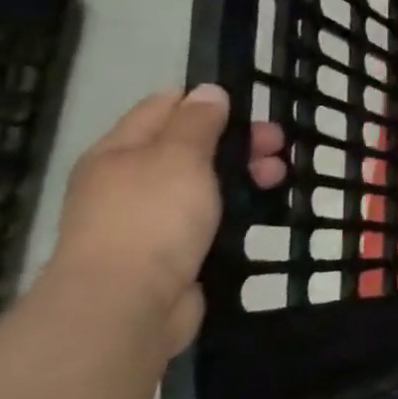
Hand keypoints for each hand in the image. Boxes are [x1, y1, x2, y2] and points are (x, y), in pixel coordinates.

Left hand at [46, 85, 288, 353]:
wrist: (128, 306)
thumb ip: (198, 122)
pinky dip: (235, 209)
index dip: (206, 101)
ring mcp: (149, 220)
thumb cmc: (152, 218)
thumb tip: (208, 92)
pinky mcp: (172, 252)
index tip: (251, 108)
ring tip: (277, 178)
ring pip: (204, 183)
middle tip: (277, 146)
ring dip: (242, 174)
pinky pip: (209, 218)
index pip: (163, 107)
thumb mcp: (179, 156)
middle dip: (236, 141)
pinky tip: (260, 209)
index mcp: (120, 151)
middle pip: (190, 146)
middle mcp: (129, 181)